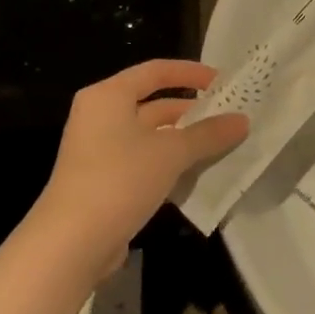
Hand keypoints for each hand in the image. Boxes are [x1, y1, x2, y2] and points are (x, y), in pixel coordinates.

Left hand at [26, 59, 248, 285]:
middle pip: (153, 104)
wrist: (72, 242)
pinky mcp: (104, 181)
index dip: (191, 73)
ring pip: (151, 136)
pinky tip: (198, 174)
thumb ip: (208, 133)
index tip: (223, 82)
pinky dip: (170, 163)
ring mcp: (100, 151)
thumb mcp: (171, 152)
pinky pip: (145, 161)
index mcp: (108, 97)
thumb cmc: (120, 179)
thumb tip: (242, 120)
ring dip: (185, 140)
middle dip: (192, 111)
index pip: (155, 71)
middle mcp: (100, 117)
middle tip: (230, 118)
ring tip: (223, 145)